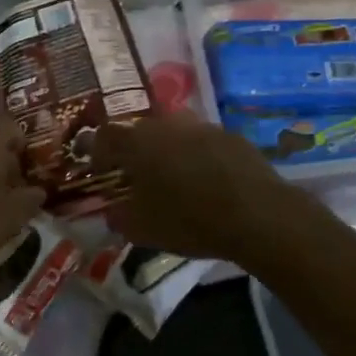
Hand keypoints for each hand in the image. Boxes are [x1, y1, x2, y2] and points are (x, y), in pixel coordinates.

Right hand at [96, 112, 293, 261]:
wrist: (257, 215)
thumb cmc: (190, 221)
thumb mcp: (143, 230)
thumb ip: (119, 216)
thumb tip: (112, 210)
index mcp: (138, 143)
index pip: (104, 136)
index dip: (98, 154)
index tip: (102, 173)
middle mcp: (167, 125)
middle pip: (140, 131)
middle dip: (134, 152)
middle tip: (137, 177)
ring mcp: (202, 127)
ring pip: (173, 134)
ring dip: (167, 151)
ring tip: (174, 178)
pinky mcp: (231, 136)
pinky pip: (202, 142)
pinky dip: (197, 156)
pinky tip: (206, 180)